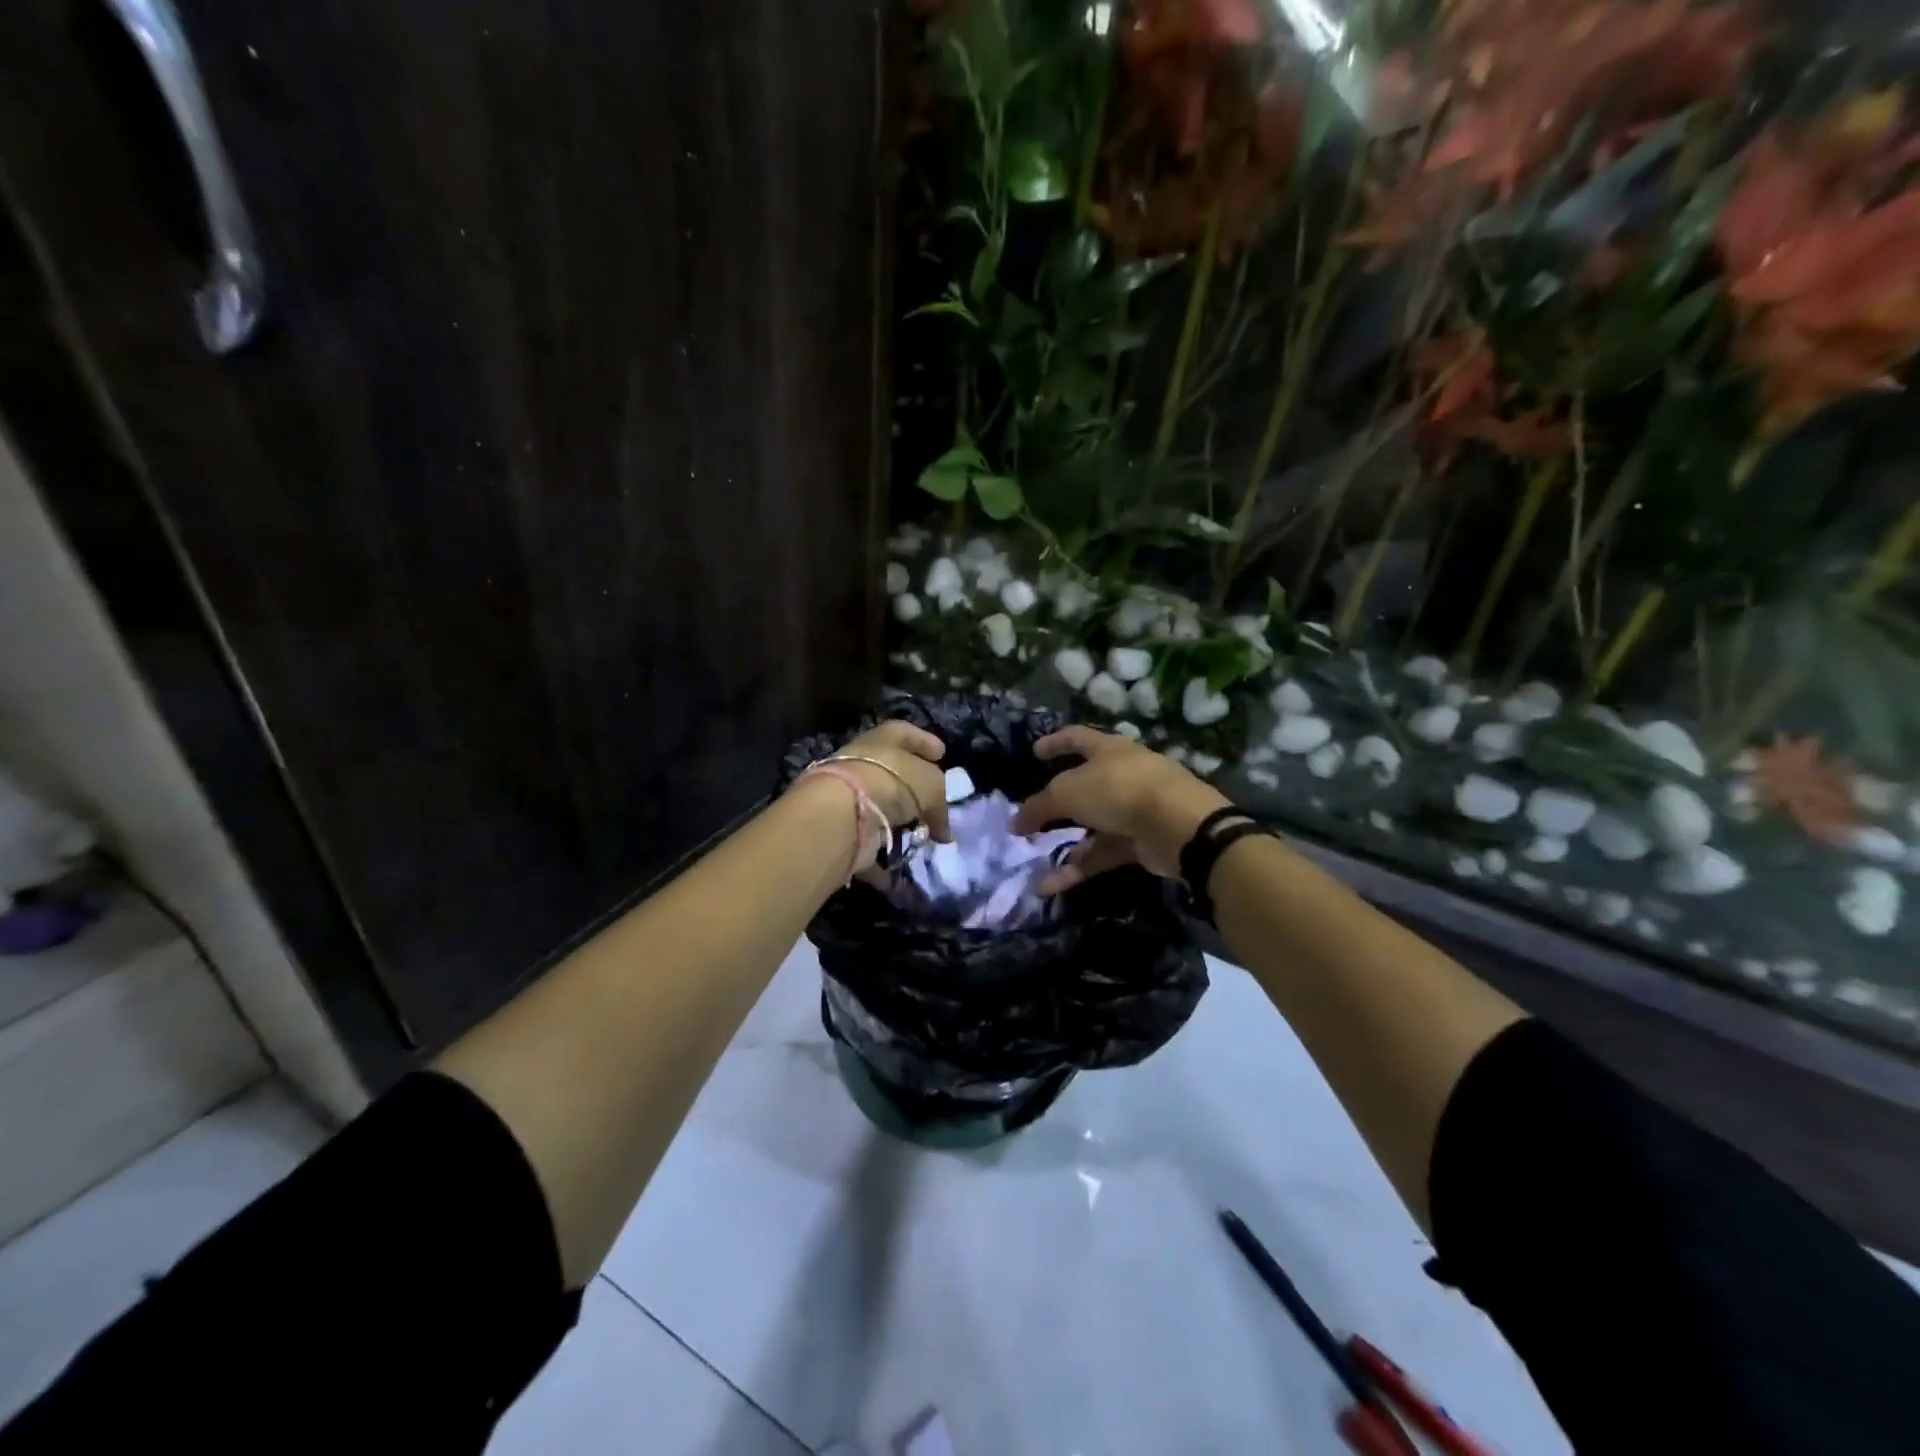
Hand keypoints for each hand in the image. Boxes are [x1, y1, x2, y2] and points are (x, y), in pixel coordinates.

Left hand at [827, 721, 953, 844]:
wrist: (845, 811)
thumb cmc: (894, 781)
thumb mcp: (932, 785)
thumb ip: (940, 803)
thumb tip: (942, 830)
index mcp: (883, 738)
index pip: (905, 732)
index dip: (924, 742)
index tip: (941, 754)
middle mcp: (862, 760)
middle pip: (892, 769)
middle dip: (914, 786)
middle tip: (934, 800)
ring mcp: (849, 792)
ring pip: (881, 803)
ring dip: (900, 818)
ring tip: (922, 832)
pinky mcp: (842, 823)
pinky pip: (870, 834)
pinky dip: (885, 847)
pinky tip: (901, 857)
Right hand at [1011, 726, 1231, 894]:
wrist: (1177, 824)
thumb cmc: (1118, 790)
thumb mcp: (1068, 792)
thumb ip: (1040, 806)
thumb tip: (1016, 823)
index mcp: (1108, 749)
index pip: (1077, 738)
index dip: (1055, 742)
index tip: (1035, 752)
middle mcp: (1123, 774)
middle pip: (1085, 785)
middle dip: (1058, 802)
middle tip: (1033, 815)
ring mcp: (1135, 809)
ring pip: (1092, 824)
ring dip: (1064, 842)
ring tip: (1034, 857)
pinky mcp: (1142, 841)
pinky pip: (1102, 852)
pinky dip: (1078, 867)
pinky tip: (1051, 884)